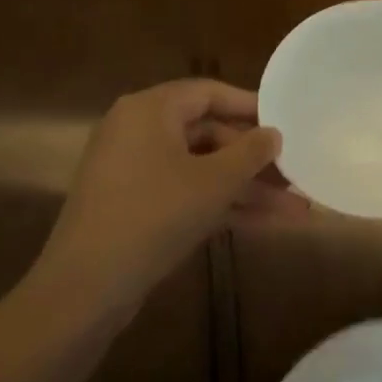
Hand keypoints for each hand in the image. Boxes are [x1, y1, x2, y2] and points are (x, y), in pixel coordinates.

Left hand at [35, 79, 305, 312]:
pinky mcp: (135, 206)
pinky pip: (186, 193)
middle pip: (209, 134)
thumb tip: (274, 134)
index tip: (287, 121)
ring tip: (297, 209)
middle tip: (295, 174)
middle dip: (255, 160)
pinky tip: (265, 224)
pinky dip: (221, 205)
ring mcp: (135, 171)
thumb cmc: (153, 216)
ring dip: (247, 189)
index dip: (251, 106)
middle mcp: (139, 131)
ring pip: (202, 169)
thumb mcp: (213, 182)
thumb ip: (250, 153)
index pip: (209, 93)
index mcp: (150, 110)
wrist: (85, 289)